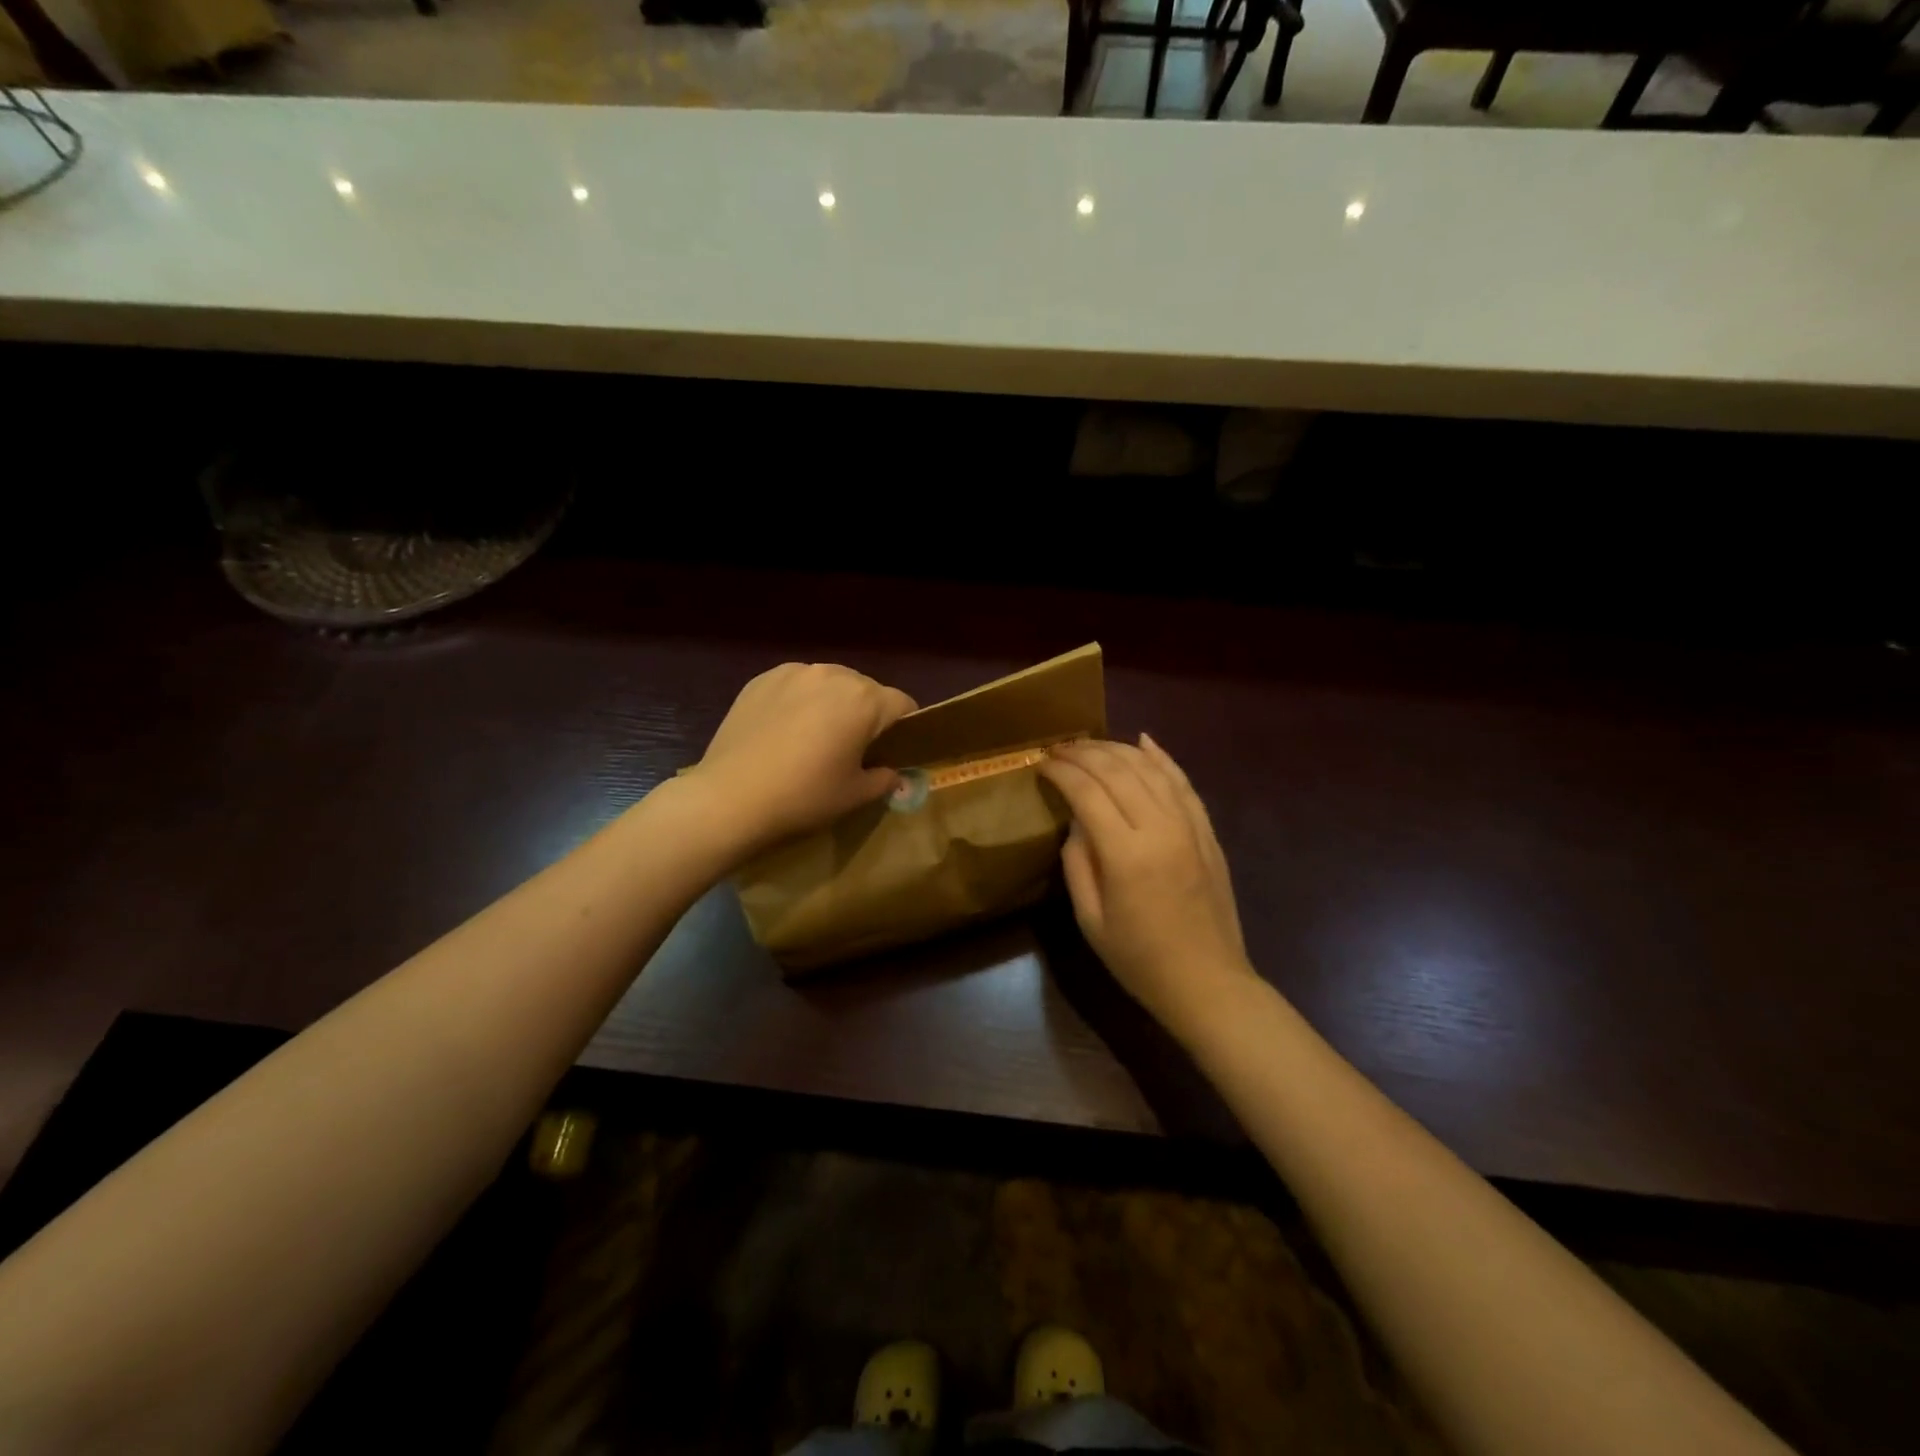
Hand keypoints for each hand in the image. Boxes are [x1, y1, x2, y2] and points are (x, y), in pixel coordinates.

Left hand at [688, 662, 916, 855]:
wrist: (730, 798)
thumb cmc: (804, 797)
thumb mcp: (855, 795)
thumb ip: (885, 779)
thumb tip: (893, 773)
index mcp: (864, 700)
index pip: (903, 704)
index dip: (906, 728)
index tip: (894, 752)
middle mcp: (833, 674)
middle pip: (867, 690)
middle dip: (868, 714)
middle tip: (853, 749)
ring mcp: (794, 672)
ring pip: (831, 683)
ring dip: (834, 704)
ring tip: (816, 736)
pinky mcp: (762, 679)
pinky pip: (797, 684)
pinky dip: (801, 701)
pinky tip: (785, 730)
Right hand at [1038, 734, 1254, 1036]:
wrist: (1208, 982)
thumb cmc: (1139, 959)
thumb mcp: (1090, 919)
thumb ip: (1077, 862)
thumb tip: (1076, 821)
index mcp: (1126, 854)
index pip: (1087, 792)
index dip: (1061, 772)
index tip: (1040, 763)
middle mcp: (1161, 828)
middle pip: (1118, 771)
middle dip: (1083, 753)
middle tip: (1059, 749)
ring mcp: (1190, 826)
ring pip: (1151, 769)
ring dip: (1117, 749)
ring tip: (1089, 744)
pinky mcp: (1207, 831)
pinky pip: (1183, 782)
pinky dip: (1162, 758)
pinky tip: (1144, 741)